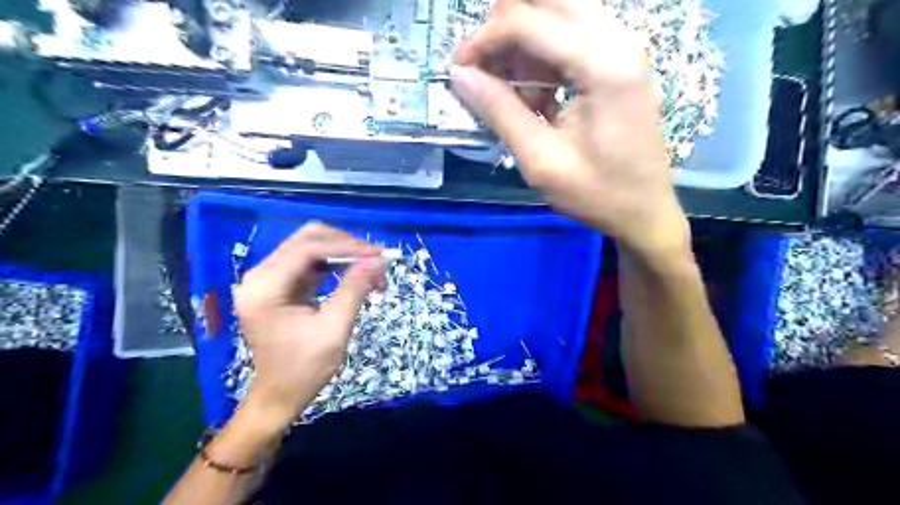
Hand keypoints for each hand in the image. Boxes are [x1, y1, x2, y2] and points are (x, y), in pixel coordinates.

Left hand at [232, 222, 387, 426]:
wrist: (279, 395)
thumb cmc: (304, 369)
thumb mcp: (334, 330)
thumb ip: (354, 289)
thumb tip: (378, 259)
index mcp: (265, 288)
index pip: (308, 248)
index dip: (346, 246)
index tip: (379, 254)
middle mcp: (260, 275)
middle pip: (307, 238)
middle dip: (346, 245)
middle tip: (376, 261)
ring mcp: (267, 277)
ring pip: (310, 245)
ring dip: (343, 252)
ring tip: (371, 269)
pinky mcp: (278, 283)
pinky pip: (310, 260)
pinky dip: (335, 263)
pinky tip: (355, 273)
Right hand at [455, 0, 689, 257]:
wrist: (645, 211)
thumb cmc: (597, 194)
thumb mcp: (540, 161)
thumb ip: (500, 112)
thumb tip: (460, 76)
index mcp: (603, 64)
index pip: (528, 22)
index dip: (483, 40)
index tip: (458, 71)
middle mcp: (618, 39)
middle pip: (547, 1)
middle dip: (504, 28)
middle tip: (484, 70)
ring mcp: (623, 46)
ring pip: (559, 11)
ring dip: (524, 42)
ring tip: (511, 90)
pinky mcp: (620, 59)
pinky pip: (572, 34)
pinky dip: (543, 54)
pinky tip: (538, 94)